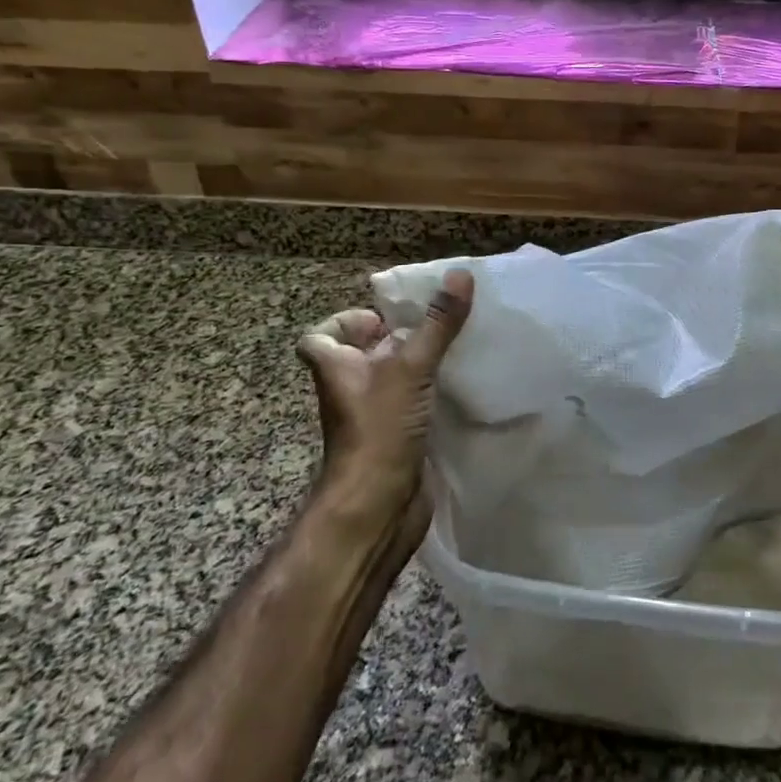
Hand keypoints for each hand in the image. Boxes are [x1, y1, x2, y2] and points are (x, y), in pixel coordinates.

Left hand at [296, 270, 473, 519]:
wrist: (378, 507)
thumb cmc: (379, 430)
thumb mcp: (410, 368)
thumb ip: (437, 324)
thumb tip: (460, 274)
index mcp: (336, 367)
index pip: (319, 337)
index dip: (345, 322)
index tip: (384, 318)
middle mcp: (350, 388)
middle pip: (364, 353)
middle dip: (397, 337)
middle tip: (436, 324)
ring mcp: (374, 415)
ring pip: (392, 378)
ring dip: (419, 364)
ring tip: (456, 347)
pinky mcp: (397, 436)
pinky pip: (412, 403)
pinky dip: (431, 393)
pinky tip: (461, 384)